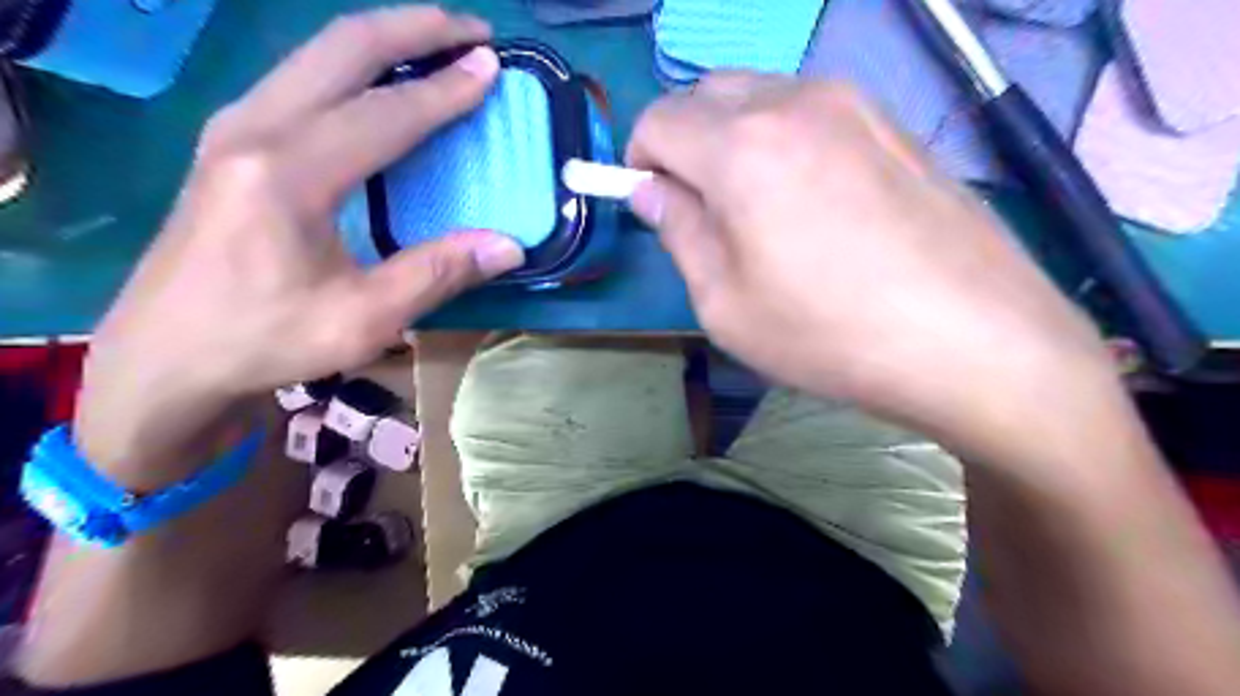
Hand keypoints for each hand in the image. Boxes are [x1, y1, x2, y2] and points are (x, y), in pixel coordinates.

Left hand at [75, 6, 522, 482]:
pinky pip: (300, 78)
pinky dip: (351, 66)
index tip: (491, 67)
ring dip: (382, 39)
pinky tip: (379, 83)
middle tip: (471, 31)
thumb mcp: (363, 319)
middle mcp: (255, 129)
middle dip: (413, 28)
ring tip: (435, 43)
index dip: (445, 90)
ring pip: (316, 54)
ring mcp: (234, 128)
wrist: (165, 357)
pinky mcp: (229, 142)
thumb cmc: (265, 339)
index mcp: (289, 172)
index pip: (384, 113)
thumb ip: (437, 273)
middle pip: (341, 48)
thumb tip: (509, 245)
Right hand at [626, 70, 1120, 460]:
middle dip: (686, 144)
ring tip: (763, 211)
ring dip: (736, 140)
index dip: (639, 162)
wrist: (976, 341)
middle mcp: (796, 101)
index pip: (658, 121)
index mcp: (742, 146)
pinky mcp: (895, 124)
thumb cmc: (830, 334)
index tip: (655, 207)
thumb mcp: (725, 304)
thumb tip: (650, 191)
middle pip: (707, 95)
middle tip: (706, 211)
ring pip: (761, 97)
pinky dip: (786, 142)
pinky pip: (813, 113)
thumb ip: (678, 232)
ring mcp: (855, 104)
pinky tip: (817, 204)